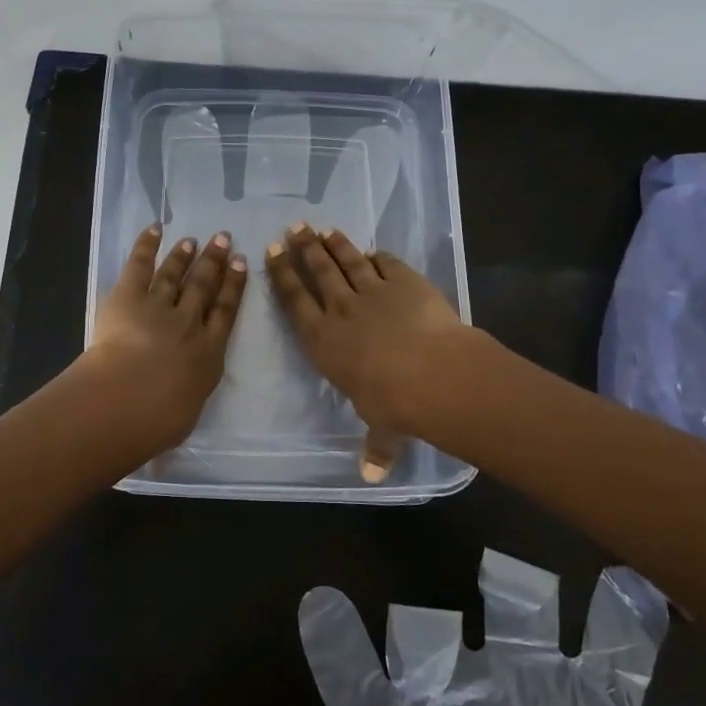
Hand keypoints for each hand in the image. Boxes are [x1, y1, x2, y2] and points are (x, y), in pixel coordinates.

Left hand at [78, 224, 247, 454]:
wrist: (130, 399)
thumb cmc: (161, 419)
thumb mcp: (187, 410)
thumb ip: (189, 392)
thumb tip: (184, 391)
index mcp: (209, 352)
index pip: (226, 312)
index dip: (234, 286)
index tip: (242, 264)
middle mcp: (189, 323)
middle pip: (204, 286)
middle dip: (214, 262)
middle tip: (223, 239)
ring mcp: (159, 306)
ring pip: (175, 275)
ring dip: (184, 255)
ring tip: (193, 240)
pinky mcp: (128, 297)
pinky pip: (140, 265)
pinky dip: (147, 246)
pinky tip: (155, 229)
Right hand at [263, 223, 470, 480]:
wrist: (433, 374)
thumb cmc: (394, 403)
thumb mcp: (381, 429)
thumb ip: (375, 446)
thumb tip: (372, 476)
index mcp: (323, 341)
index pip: (295, 300)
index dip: (282, 275)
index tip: (272, 252)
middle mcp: (341, 310)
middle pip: (318, 272)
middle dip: (303, 248)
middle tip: (294, 228)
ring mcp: (373, 292)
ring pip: (348, 260)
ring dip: (334, 244)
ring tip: (323, 229)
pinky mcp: (405, 282)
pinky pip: (387, 263)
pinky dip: (378, 256)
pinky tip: (373, 250)